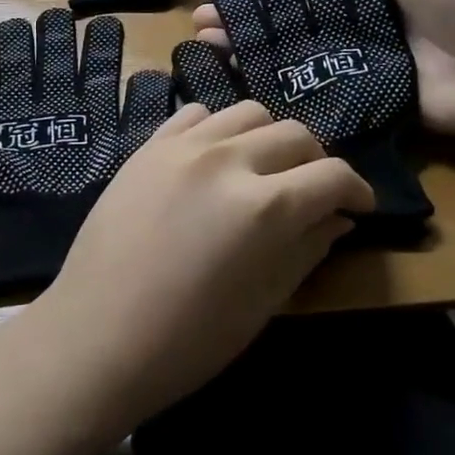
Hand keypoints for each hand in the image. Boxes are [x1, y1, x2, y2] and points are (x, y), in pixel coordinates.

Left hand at [29, 101, 373, 427]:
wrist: (95, 337)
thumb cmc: (187, 341)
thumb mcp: (263, 302)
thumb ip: (307, 249)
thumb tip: (338, 217)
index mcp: (263, 207)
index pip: (332, 175)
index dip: (357, 190)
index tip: (359, 206)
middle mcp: (226, 161)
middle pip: (295, 134)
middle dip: (317, 161)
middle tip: (314, 192)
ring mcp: (181, 148)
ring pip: (248, 113)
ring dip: (270, 138)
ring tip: (264, 170)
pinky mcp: (147, 148)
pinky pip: (196, 115)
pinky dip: (219, 131)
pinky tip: (216, 160)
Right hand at [193, 0, 454, 146]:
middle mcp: (360, 24)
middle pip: (294, 17)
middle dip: (251, 14)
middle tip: (205, 15)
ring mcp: (360, 64)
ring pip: (296, 53)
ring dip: (252, 48)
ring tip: (208, 44)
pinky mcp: (365, 100)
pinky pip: (317, 92)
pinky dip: (281, 88)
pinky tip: (241, 85)